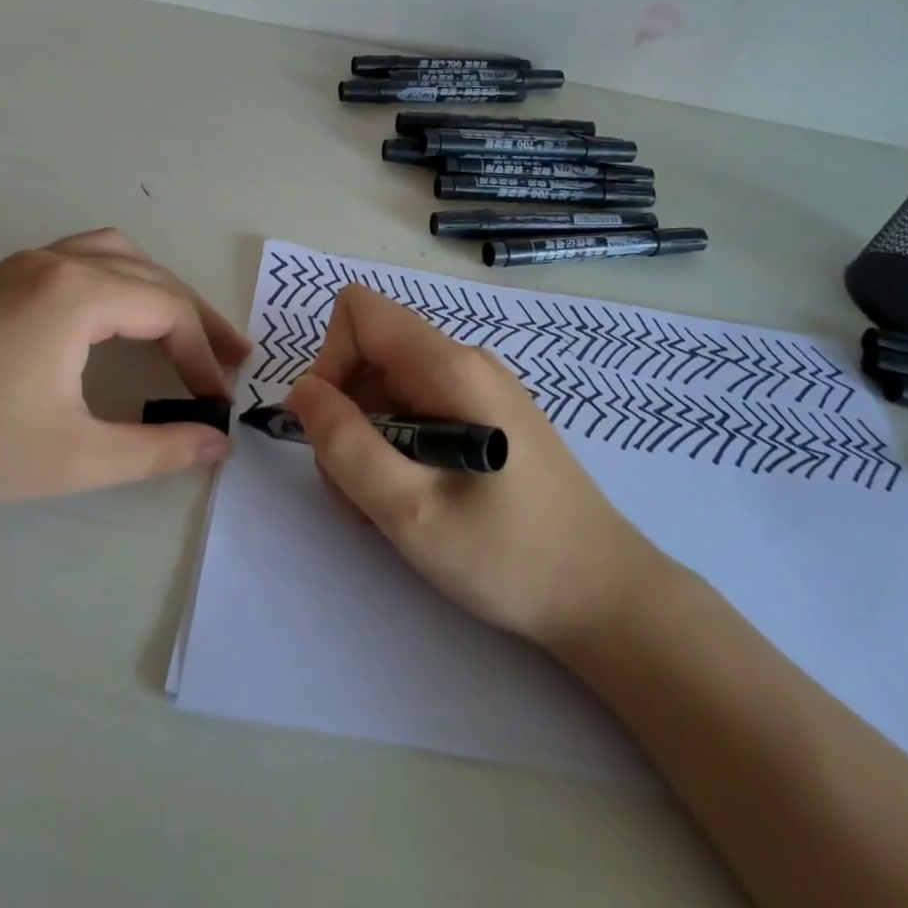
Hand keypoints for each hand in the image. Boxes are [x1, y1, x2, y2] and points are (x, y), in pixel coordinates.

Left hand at [0, 229, 250, 524]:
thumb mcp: (76, 457)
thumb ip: (158, 449)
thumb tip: (218, 445)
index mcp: (75, 293)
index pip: (166, 308)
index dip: (203, 354)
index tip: (219, 400)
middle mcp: (52, 262)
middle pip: (148, 274)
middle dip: (193, 316)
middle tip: (229, 358)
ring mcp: (19, 265)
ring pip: (113, 255)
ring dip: (156, 288)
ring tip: (182, 329)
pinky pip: (78, 261)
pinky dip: (117, 281)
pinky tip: (116, 319)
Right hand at [283, 285, 667, 652]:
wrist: (605, 596)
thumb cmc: (510, 557)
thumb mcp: (410, 511)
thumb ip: (345, 445)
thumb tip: (303, 391)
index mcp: (449, 367)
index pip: (359, 311)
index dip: (330, 360)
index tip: (336, 429)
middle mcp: (464, 363)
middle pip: (369, 353)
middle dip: (346, 415)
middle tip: (360, 488)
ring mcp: (477, 390)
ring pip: (388, 388)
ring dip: (368, 441)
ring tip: (390, 506)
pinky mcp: (485, 418)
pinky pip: (417, 411)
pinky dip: (396, 450)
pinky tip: (416, 501)